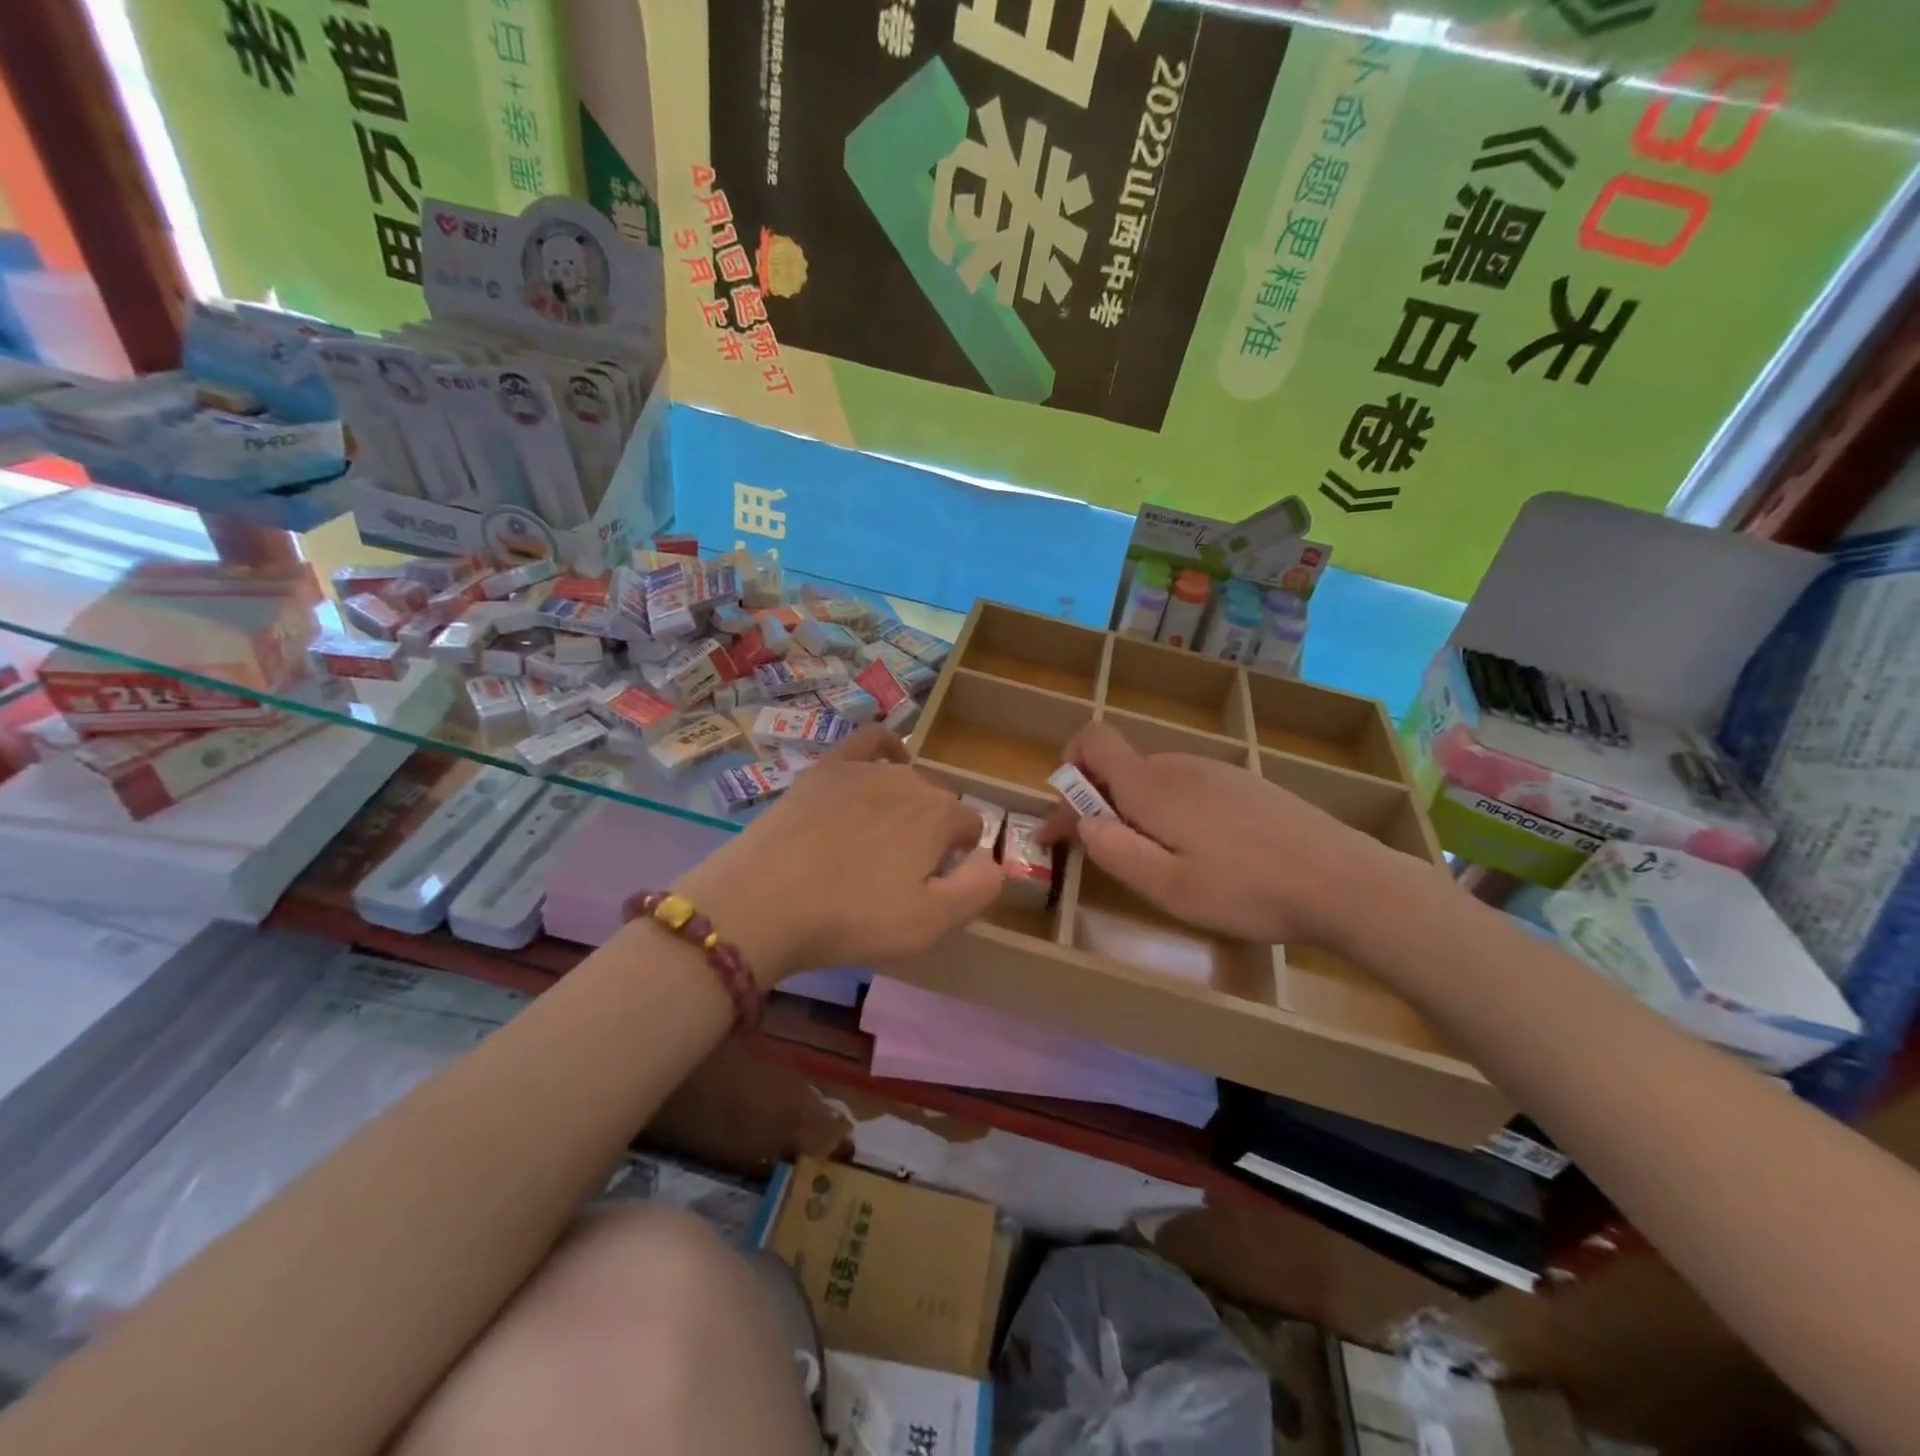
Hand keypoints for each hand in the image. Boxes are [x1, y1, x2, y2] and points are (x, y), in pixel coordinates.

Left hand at [673, 726, 1001, 983]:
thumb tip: (993, 860)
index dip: (957, 859)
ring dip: (906, 806)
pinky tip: (887, 762)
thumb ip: (979, 887)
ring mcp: (865, 769)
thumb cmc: (851, 918)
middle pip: (937, 803)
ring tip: (879, 843)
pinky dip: (886, 749)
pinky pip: (869, 742)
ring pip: (906, 779)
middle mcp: (910, 781)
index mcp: (940, 815)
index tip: (930, 888)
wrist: (762, 901)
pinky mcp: (826, 768)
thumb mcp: (932, 923)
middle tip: (898, 876)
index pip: (969, 828)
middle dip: (932, 833)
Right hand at [1039, 721, 1414, 949]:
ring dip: (1135, 810)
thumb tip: (1081, 822)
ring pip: (1154, 779)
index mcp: (1152, 786)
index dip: (1067, 769)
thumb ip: (1115, 851)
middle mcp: (1179, 765)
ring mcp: (1216, 771)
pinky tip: (1202, 851)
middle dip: (1097, 804)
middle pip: (1119, 766)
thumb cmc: (1248, 890)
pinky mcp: (1244, 784)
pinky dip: (1171, 810)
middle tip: (1107, 855)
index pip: (1092, 739)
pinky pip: (1187, 786)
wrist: (1345, 881)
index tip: (1065, 821)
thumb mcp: (1170, 887)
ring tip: (1158, 860)